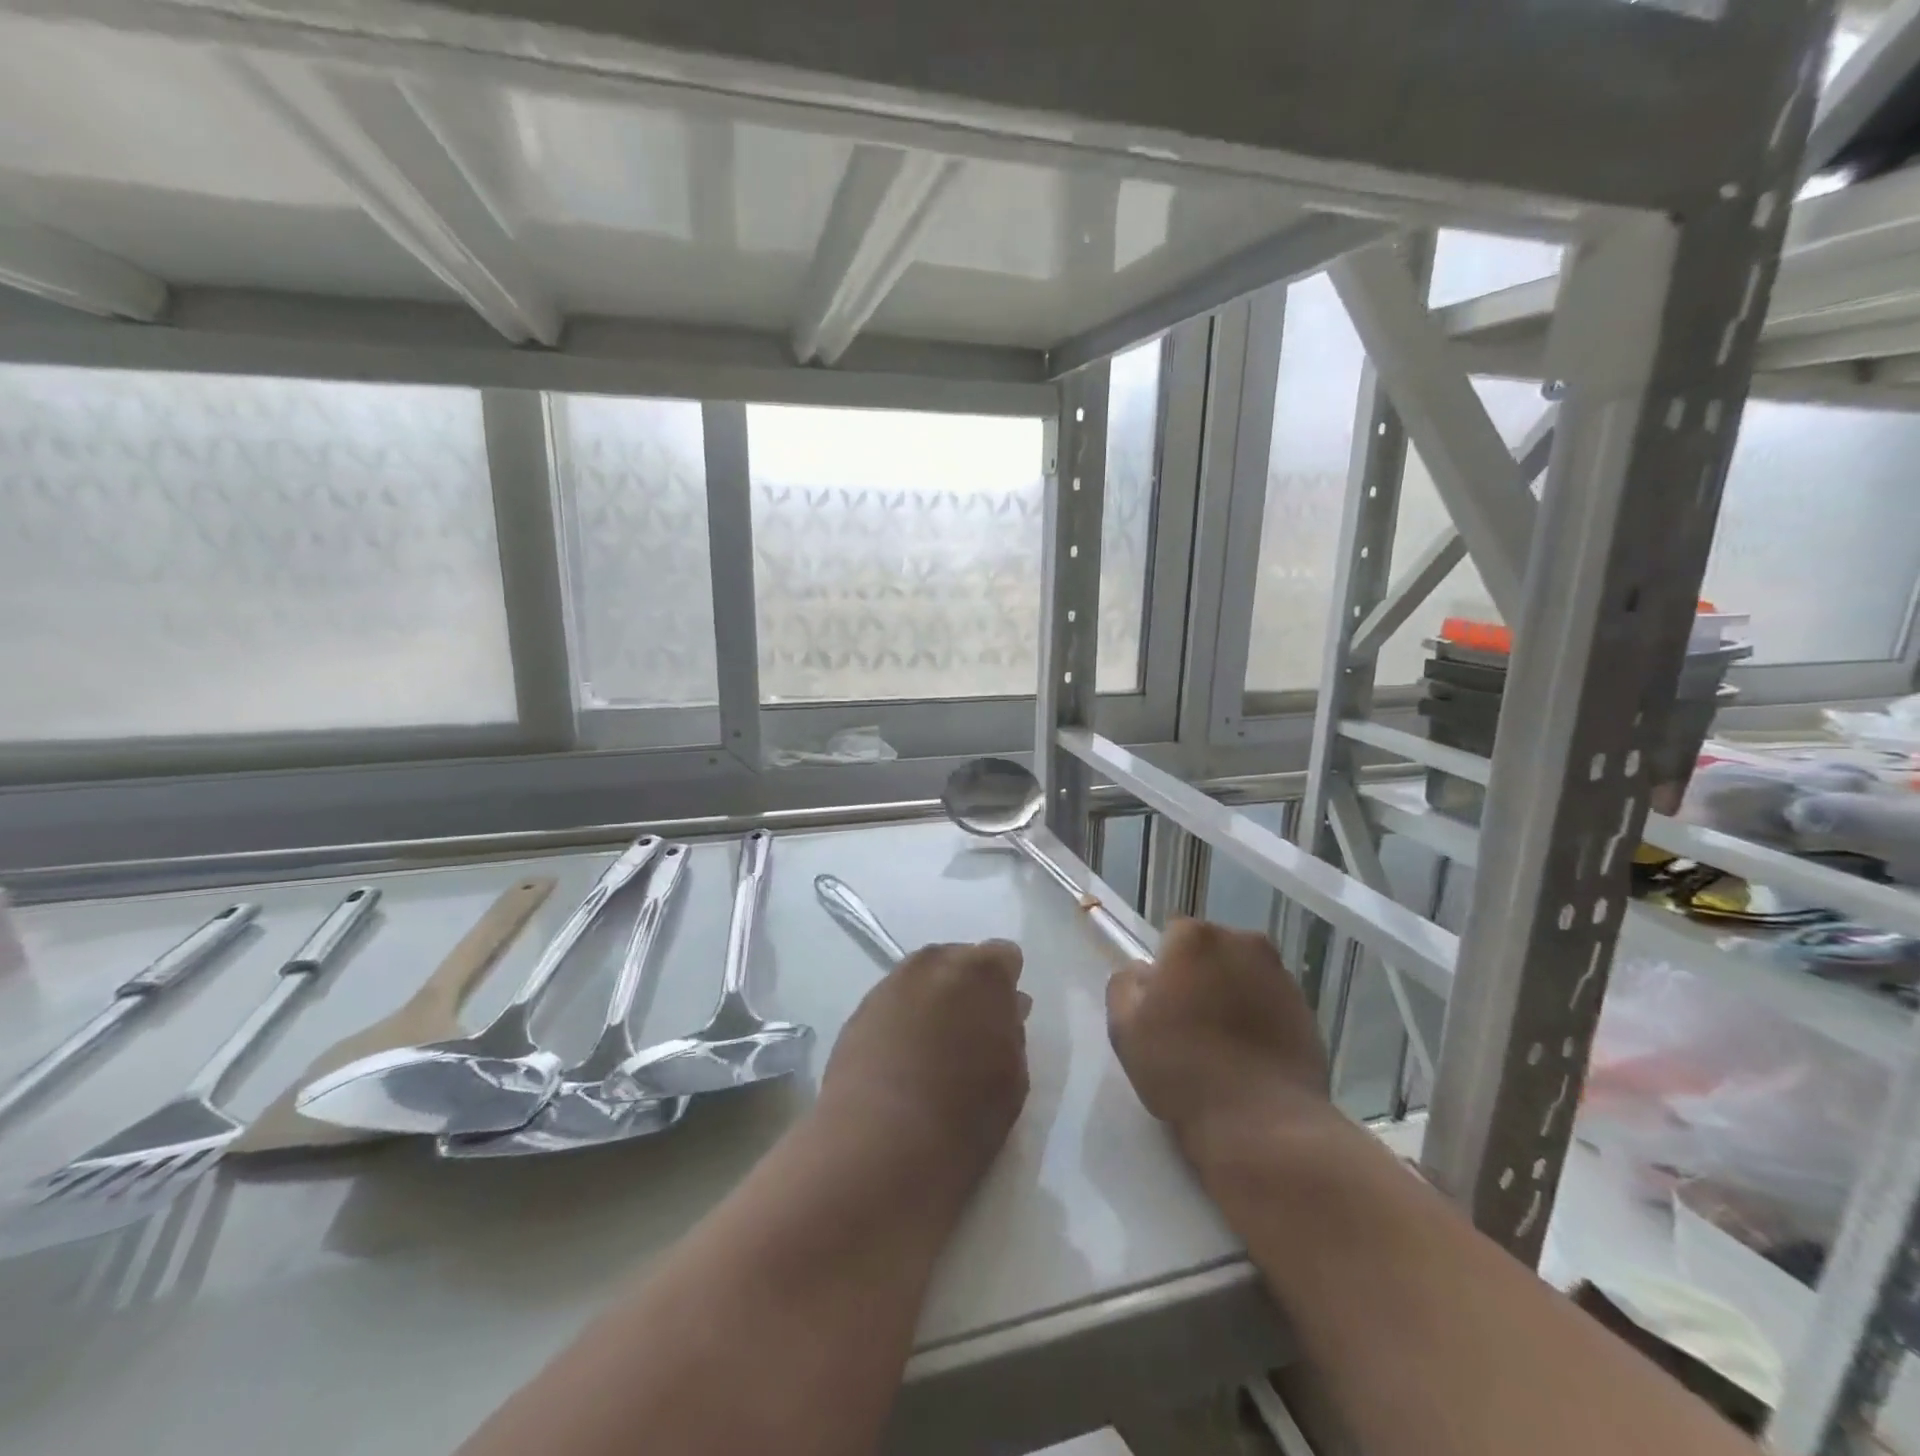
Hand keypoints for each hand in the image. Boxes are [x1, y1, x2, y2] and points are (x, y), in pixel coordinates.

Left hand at [819, 940, 1029, 1187]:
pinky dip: (902, 1018)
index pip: (1003, 956)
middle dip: (967, 986)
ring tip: (935, 1044)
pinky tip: (903, 1056)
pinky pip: (893, 1001)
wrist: (877, 1147)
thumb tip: (1009, 1009)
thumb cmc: (964, 1119)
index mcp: (982, 973)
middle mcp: (935, 964)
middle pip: (959, 959)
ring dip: (933, 998)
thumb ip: (1012, 1032)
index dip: (1005, 985)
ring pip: (922, 978)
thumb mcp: (1012, 1078)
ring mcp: (892, 983)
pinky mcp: (859, 1010)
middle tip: (970, 1030)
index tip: (1004, 1015)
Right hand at [1107, 918, 1329, 1145]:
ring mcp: (1281, 976)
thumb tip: (1144, 972)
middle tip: (1191, 1022)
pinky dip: (1261, 1018)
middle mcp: (1243, 943)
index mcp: (1196, 939)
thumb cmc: (1182, 1069)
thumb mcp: (1124, 1028)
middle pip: (1212, 951)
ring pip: (1244, 975)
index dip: (1165, 969)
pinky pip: (1271, 1003)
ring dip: (1233, 994)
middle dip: (1201, 975)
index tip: (1163, 1005)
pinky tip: (1251, 1057)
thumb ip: (1125, 985)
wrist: (1262, 1125)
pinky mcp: (1308, 1011)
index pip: (1172, 937)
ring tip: (1224, 1044)